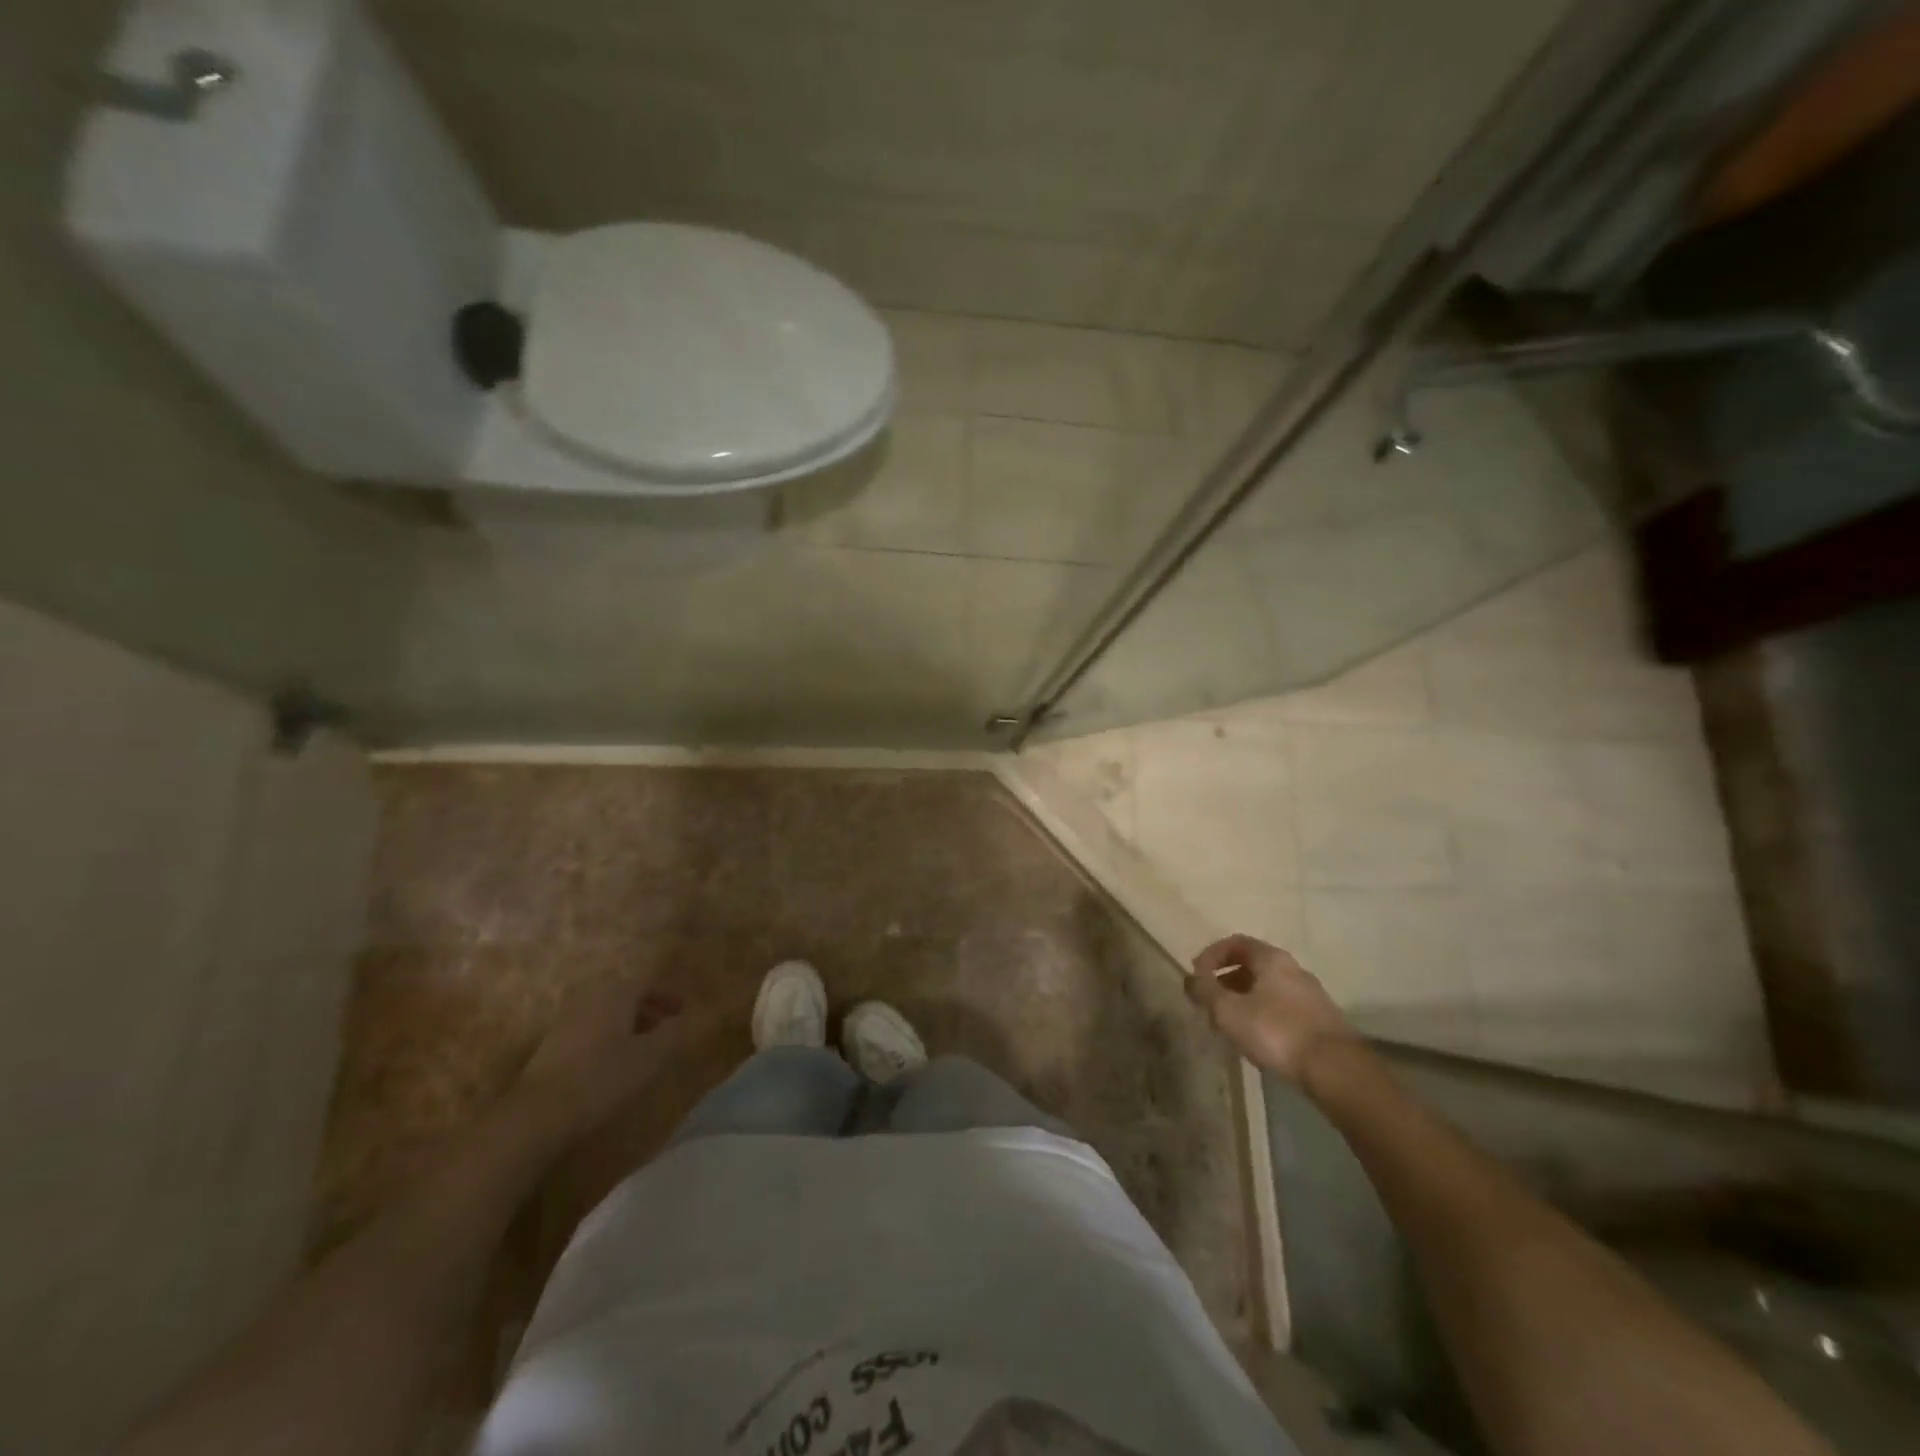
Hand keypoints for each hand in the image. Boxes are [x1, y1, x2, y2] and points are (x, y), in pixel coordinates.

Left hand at [512, 980, 690, 1134]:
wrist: (538, 1113)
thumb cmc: (602, 1077)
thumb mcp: (650, 1057)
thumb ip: (675, 1033)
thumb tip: (693, 1017)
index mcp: (616, 994)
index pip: (647, 983)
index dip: (668, 996)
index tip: (683, 1013)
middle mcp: (590, 998)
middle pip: (625, 995)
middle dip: (648, 1009)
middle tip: (666, 1028)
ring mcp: (567, 1021)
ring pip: (606, 1013)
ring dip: (628, 1024)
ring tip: (643, 1048)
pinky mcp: (552, 1045)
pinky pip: (590, 1029)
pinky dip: (608, 1037)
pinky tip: (612, 1062)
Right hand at [1187, 934, 1354, 1082]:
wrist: (1335, 1069)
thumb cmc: (1276, 1031)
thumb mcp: (1228, 1011)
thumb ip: (1205, 991)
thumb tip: (1189, 978)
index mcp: (1272, 959)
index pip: (1236, 943)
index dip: (1211, 955)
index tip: (1197, 975)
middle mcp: (1294, 969)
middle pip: (1253, 965)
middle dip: (1226, 980)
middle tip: (1210, 1002)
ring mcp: (1311, 995)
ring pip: (1268, 988)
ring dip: (1244, 1000)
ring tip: (1230, 1024)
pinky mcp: (1321, 1021)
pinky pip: (1283, 1008)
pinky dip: (1264, 1015)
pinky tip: (1258, 1039)